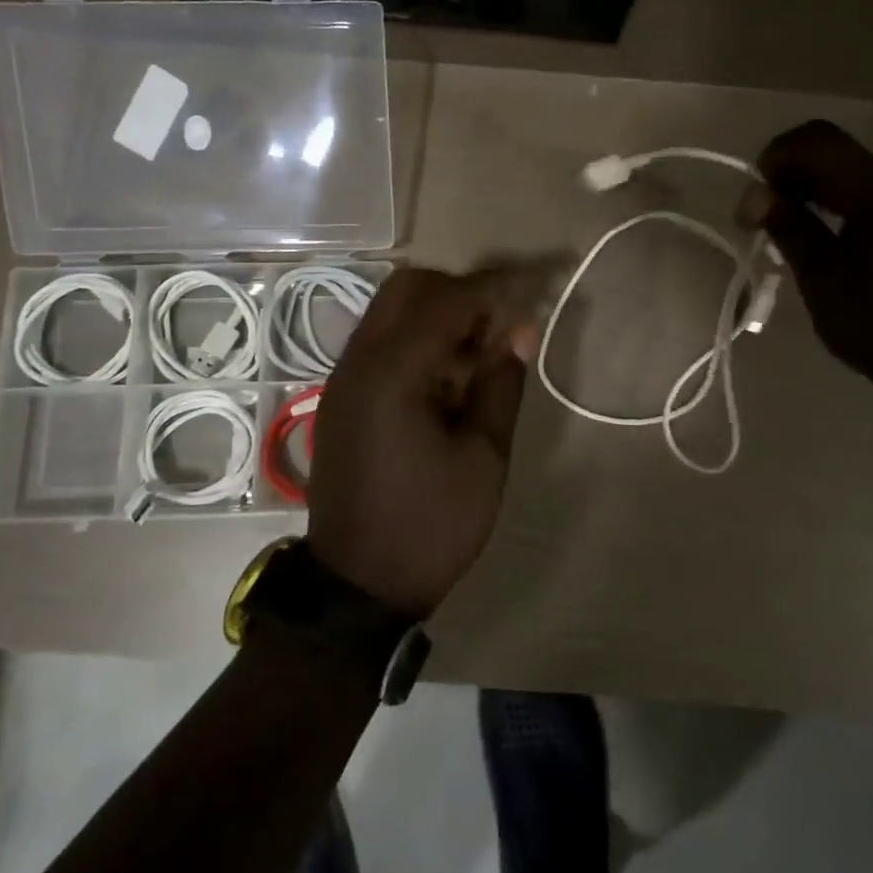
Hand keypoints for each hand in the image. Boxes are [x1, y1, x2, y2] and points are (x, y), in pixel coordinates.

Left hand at [308, 267, 540, 618]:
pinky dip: (413, 337)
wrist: (356, 586)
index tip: (532, 286)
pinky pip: (378, 340)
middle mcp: (359, 360)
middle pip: (408, 288)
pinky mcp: (340, 394)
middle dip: (458, 292)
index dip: (494, 287)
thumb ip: (500, 384)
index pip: (448, 300)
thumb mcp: (482, 459)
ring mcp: (343, 376)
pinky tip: (443, 378)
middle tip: (498, 325)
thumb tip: (520, 329)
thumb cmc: (429, 526)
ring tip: (475, 354)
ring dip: (435, 313)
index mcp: (393, 372)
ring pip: (389, 310)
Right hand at [753, 120, 872, 401]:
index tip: (756, 193)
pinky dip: (850, 206)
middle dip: (795, 174)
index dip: (778, 154)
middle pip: (841, 154)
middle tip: (767, 215)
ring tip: (798, 231)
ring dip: (822, 191)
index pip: (820, 140)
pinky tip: (839, 242)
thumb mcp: (822, 279)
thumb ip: (789, 226)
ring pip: (862, 176)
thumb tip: (757, 193)